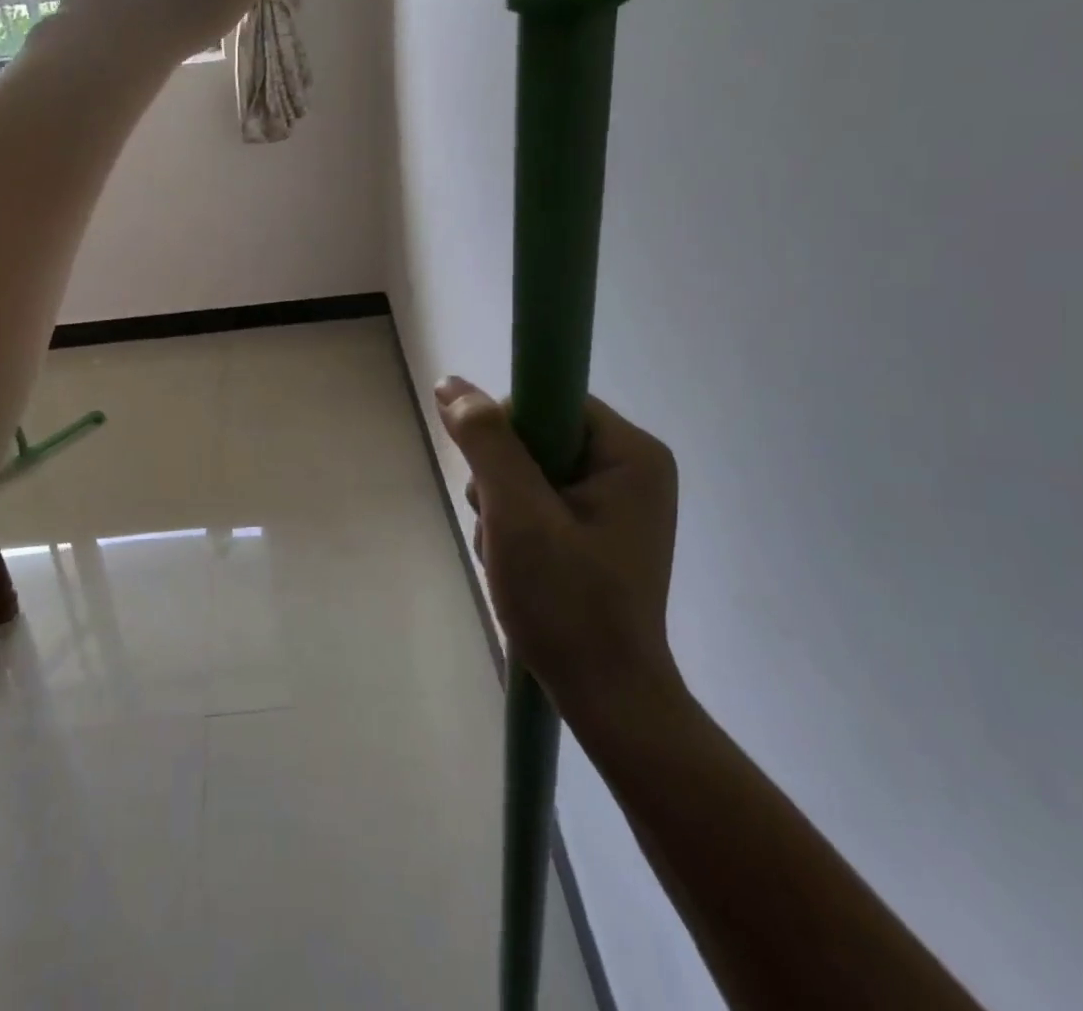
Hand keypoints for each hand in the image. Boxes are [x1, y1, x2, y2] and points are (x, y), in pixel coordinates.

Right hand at [435, 378, 682, 716]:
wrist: (606, 698)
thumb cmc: (568, 602)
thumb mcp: (517, 514)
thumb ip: (486, 441)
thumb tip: (451, 384)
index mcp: (632, 453)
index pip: (549, 401)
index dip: (508, 432)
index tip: (494, 481)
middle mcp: (631, 468)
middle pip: (537, 437)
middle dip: (501, 479)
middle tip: (502, 527)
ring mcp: (615, 501)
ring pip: (530, 470)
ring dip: (502, 507)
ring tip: (507, 554)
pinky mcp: (597, 529)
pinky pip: (540, 500)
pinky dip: (515, 526)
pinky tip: (515, 564)